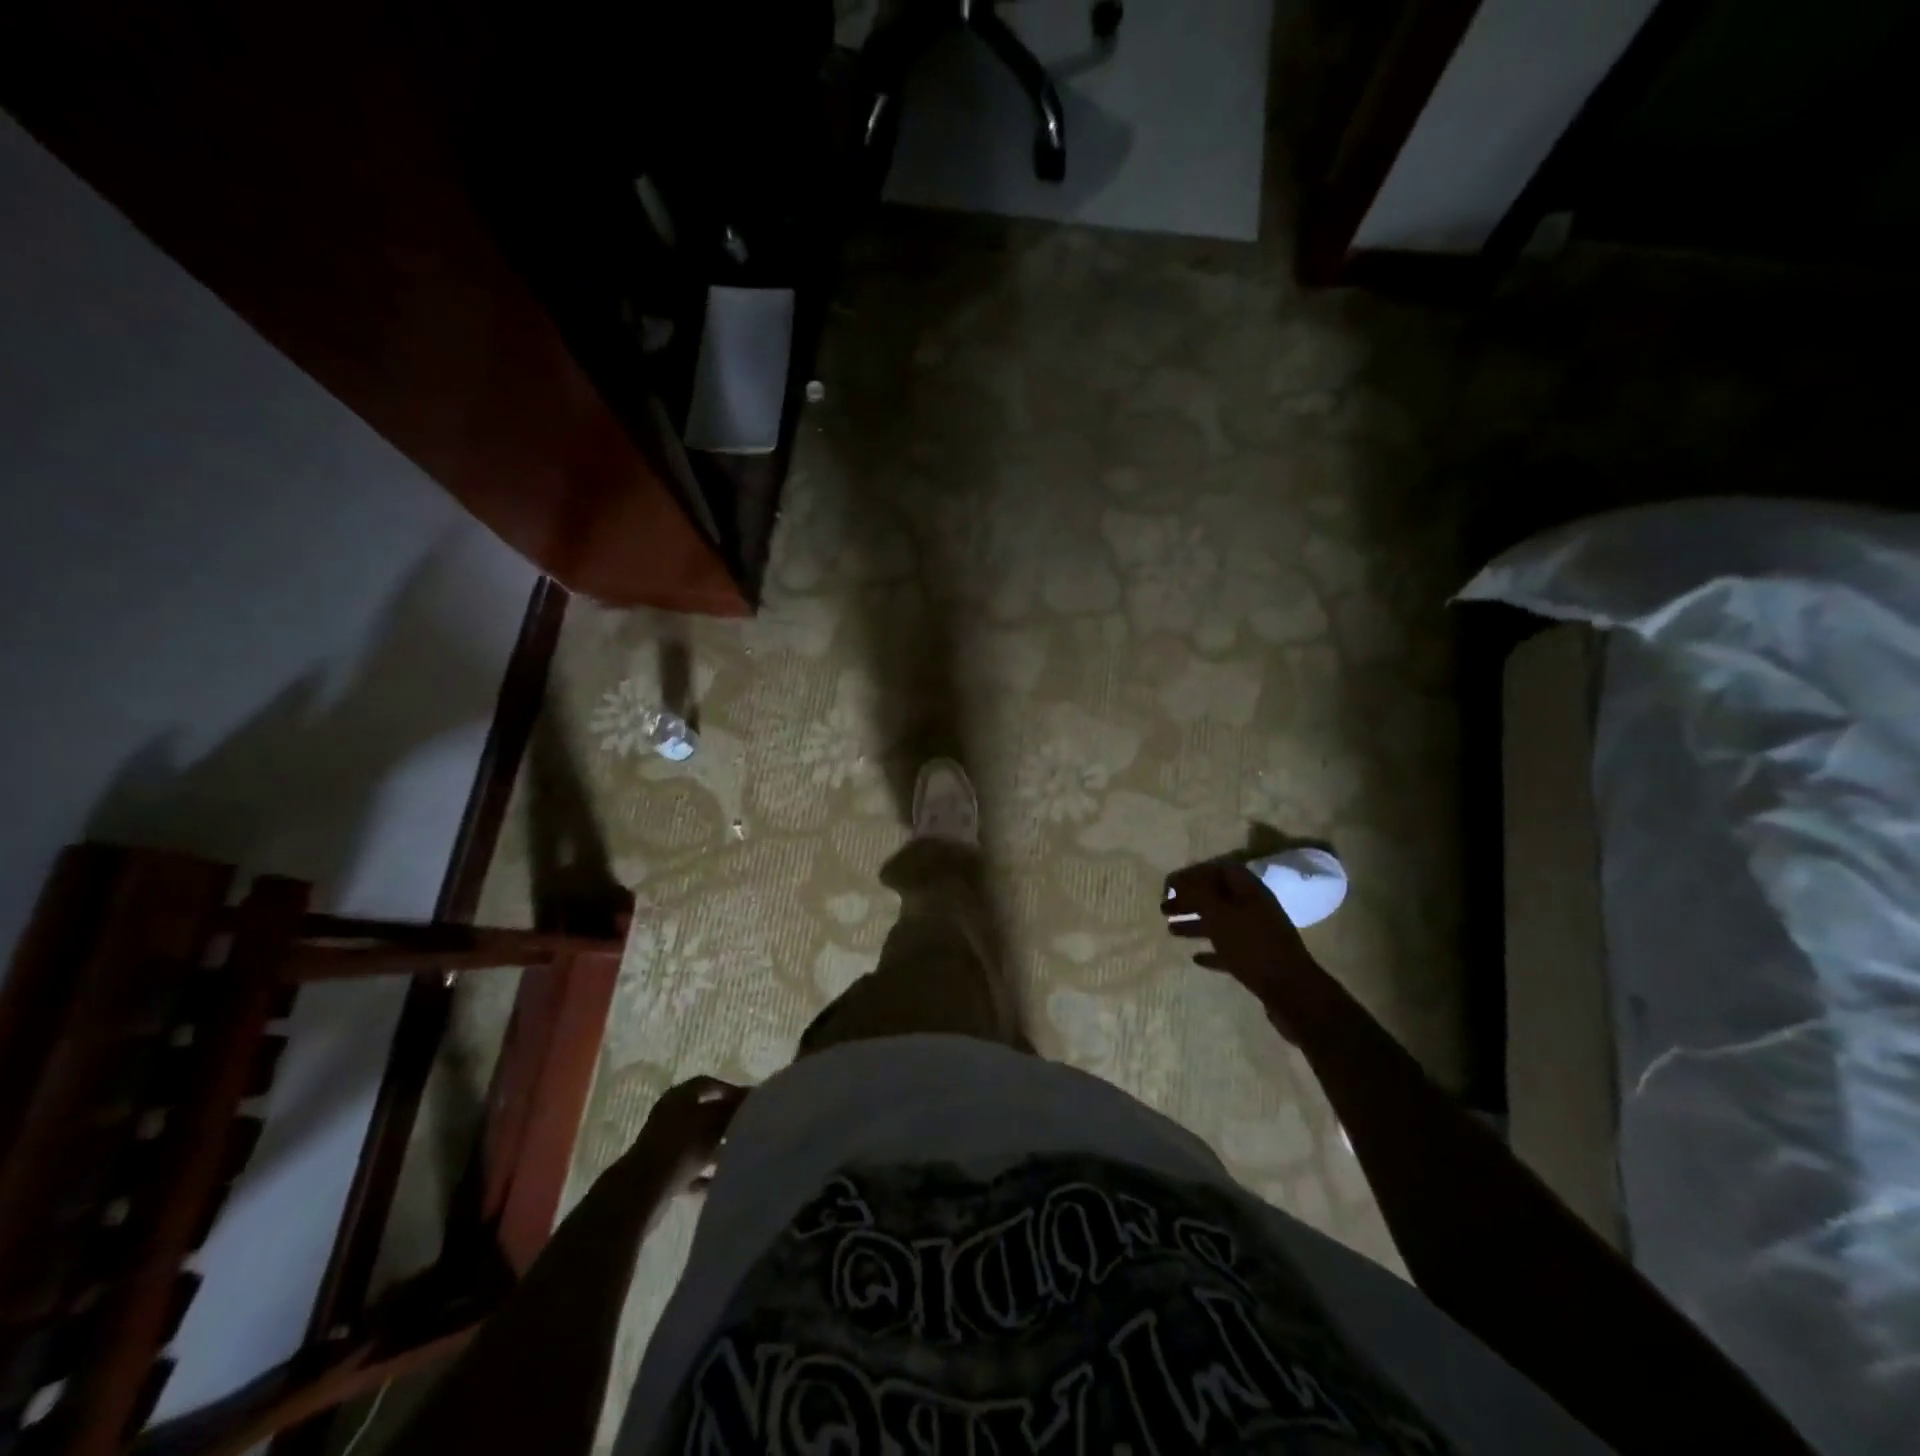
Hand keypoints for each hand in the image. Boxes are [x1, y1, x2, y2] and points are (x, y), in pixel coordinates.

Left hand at [633, 1075, 748, 1192]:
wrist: (643, 1192)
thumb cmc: (681, 1145)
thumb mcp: (713, 1121)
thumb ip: (732, 1108)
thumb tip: (749, 1095)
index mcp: (679, 1096)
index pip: (707, 1084)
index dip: (729, 1090)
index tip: (749, 1101)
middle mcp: (669, 1116)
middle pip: (702, 1114)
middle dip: (724, 1122)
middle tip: (747, 1128)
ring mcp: (664, 1146)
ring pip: (697, 1143)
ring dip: (716, 1149)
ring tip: (738, 1154)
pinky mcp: (662, 1174)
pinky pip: (690, 1170)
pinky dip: (705, 1174)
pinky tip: (721, 1180)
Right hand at [1162, 860, 1321, 1035]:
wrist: (1292, 992)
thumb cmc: (1252, 947)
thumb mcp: (1220, 915)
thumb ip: (1198, 894)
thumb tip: (1179, 879)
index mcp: (1249, 890)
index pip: (1218, 869)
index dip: (1193, 874)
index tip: (1169, 885)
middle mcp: (1254, 907)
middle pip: (1217, 896)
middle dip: (1189, 899)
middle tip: (1164, 908)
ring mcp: (1257, 934)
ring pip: (1220, 922)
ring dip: (1195, 923)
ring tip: (1170, 930)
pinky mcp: (1257, 960)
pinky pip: (1229, 948)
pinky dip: (1211, 950)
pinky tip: (1195, 958)